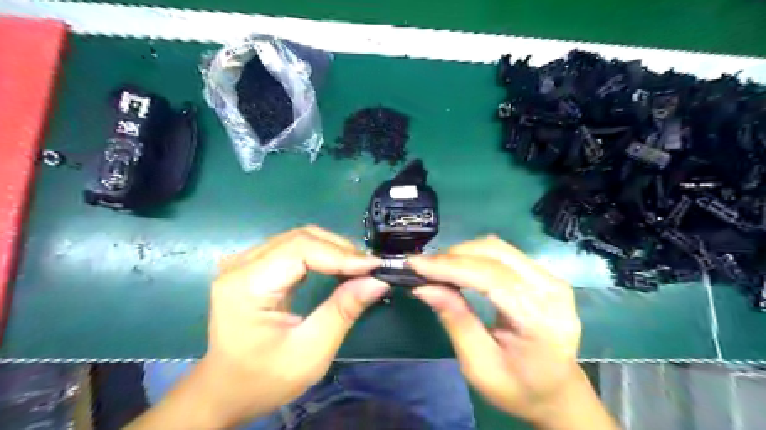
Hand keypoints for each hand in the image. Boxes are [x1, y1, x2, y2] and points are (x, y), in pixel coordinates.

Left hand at [197, 227, 388, 428]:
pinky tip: (337, 267)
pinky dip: (321, 253)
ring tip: (358, 268)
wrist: (225, 391)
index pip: (300, 250)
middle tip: (370, 269)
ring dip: (333, 249)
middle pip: (300, 238)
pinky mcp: (253, 266)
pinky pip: (293, 248)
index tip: (374, 267)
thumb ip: (343, 311)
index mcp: (247, 285)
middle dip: (340, 250)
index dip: (341, 255)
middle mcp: (241, 265)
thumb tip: (377, 281)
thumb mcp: (310, 352)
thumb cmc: (264, 379)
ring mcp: (244, 262)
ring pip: (299, 238)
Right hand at [414, 236, 587, 427]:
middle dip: (452, 256)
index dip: (450, 267)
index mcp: (540, 320)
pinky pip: (503, 254)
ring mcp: (551, 278)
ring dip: (462, 253)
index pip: (491, 277)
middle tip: (422, 267)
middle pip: (495, 254)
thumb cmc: (517, 387)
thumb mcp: (479, 365)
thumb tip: (423, 287)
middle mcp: (551, 290)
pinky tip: (457, 267)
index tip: (415, 264)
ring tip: (436, 267)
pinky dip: (475, 256)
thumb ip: (455, 320)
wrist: (557, 391)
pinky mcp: (544, 274)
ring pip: (498, 248)